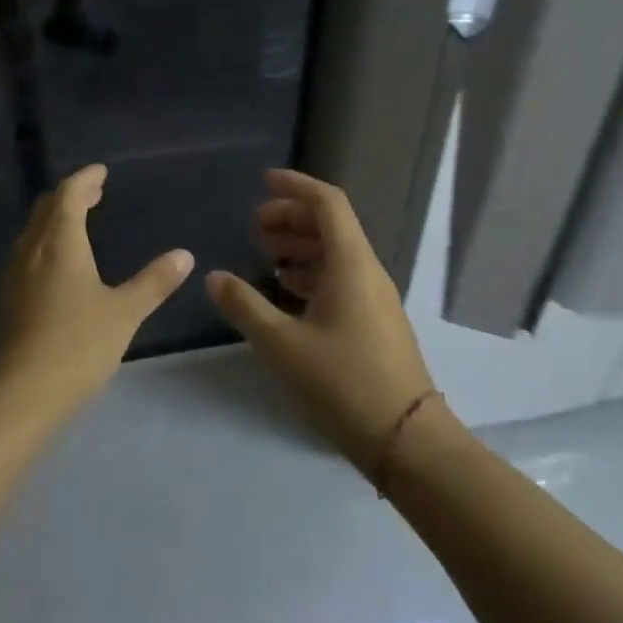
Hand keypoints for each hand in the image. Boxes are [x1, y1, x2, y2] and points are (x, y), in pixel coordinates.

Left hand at [0, 164, 193, 414]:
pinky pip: (26, 254)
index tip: (101, 171)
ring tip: (78, 222)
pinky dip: (46, 243)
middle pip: (47, 208)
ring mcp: (14, 275)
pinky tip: (58, 266)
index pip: (68, 194)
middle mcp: (32, 250)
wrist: (19, 395)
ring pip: (34, 231)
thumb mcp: (124, 312)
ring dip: (56, 218)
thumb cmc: (77, 345)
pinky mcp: (6, 300)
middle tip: (94, 191)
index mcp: (60, 242)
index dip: (85, 179)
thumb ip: (154, 282)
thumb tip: (184, 255)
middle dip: (70, 195)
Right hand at [207, 170, 435, 474]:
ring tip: (265, 255)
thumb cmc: (344, 383)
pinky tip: (287, 290)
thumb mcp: (283, 344)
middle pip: (331, 224)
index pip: (327, 203)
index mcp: (350, 263)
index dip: (295, 185)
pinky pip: (341, 277)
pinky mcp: (375, 320)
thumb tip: (214, 277)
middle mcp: (367, 270)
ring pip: (335, 252)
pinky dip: (311, 271)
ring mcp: (375, 296)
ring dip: (300, 245)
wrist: (408, 441)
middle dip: (291, 216)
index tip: (263, 182)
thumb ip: (245, 306)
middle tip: (255, 226)